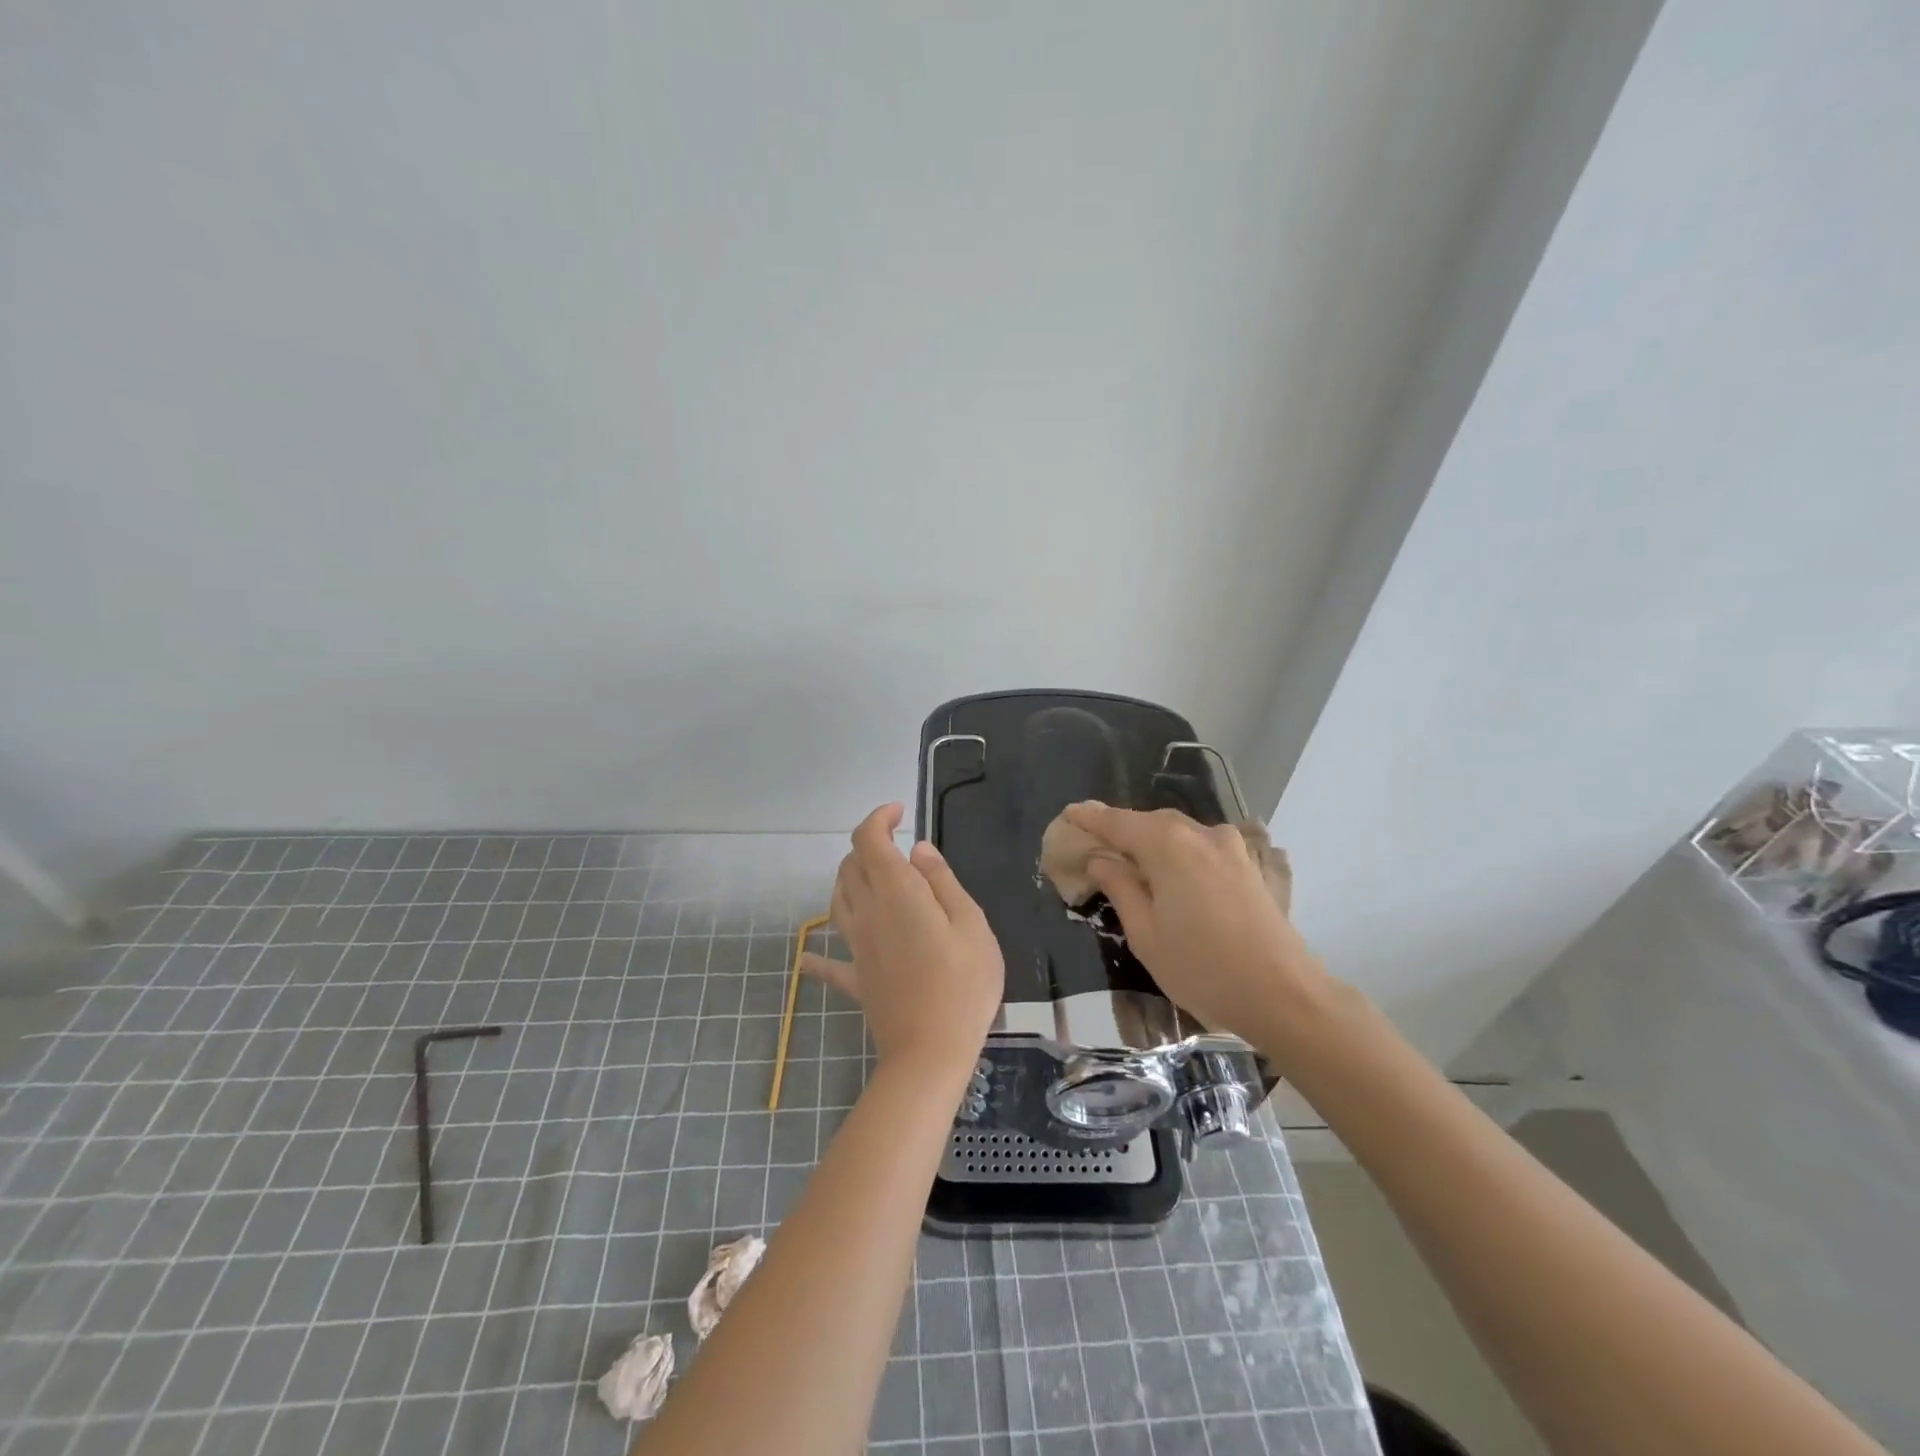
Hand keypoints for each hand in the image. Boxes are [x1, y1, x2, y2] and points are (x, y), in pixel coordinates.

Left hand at [799, 804, 1004, 1073]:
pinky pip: (829, 964)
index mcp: (897, 892)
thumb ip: (942, 882)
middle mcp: (868, 912)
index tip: (900, 812)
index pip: (870, 840)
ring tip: (873, 880)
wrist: (931, 1051)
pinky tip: (808, 957)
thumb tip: (918, 850)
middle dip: (867, 846)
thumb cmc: (963, 983)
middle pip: (850, 866)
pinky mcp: (856, 979)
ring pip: (837, 901)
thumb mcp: (971, 923)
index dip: (879, 818)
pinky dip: (817, 957)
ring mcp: (857, 947)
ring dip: (848, 880)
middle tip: (897, 848)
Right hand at [1061, 801, 1330, 1043]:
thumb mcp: (1146, 935)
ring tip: (1131, 859)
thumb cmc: (1203, 970)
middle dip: (1122, 829)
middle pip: (1150, 822)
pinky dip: (1178, 851)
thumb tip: (1100, 859)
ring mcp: (1231, 847)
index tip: (1069, 813)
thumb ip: (1121, 888)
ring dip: (1151, 840)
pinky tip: (1172, 871)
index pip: (1119, 823)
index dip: (1091, 818)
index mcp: (1169, 846)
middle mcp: (1201, 834)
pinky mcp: (1249, 864)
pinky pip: (1202, 846)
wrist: (1284, 995)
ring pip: (1179, 832)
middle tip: (1095, 842)